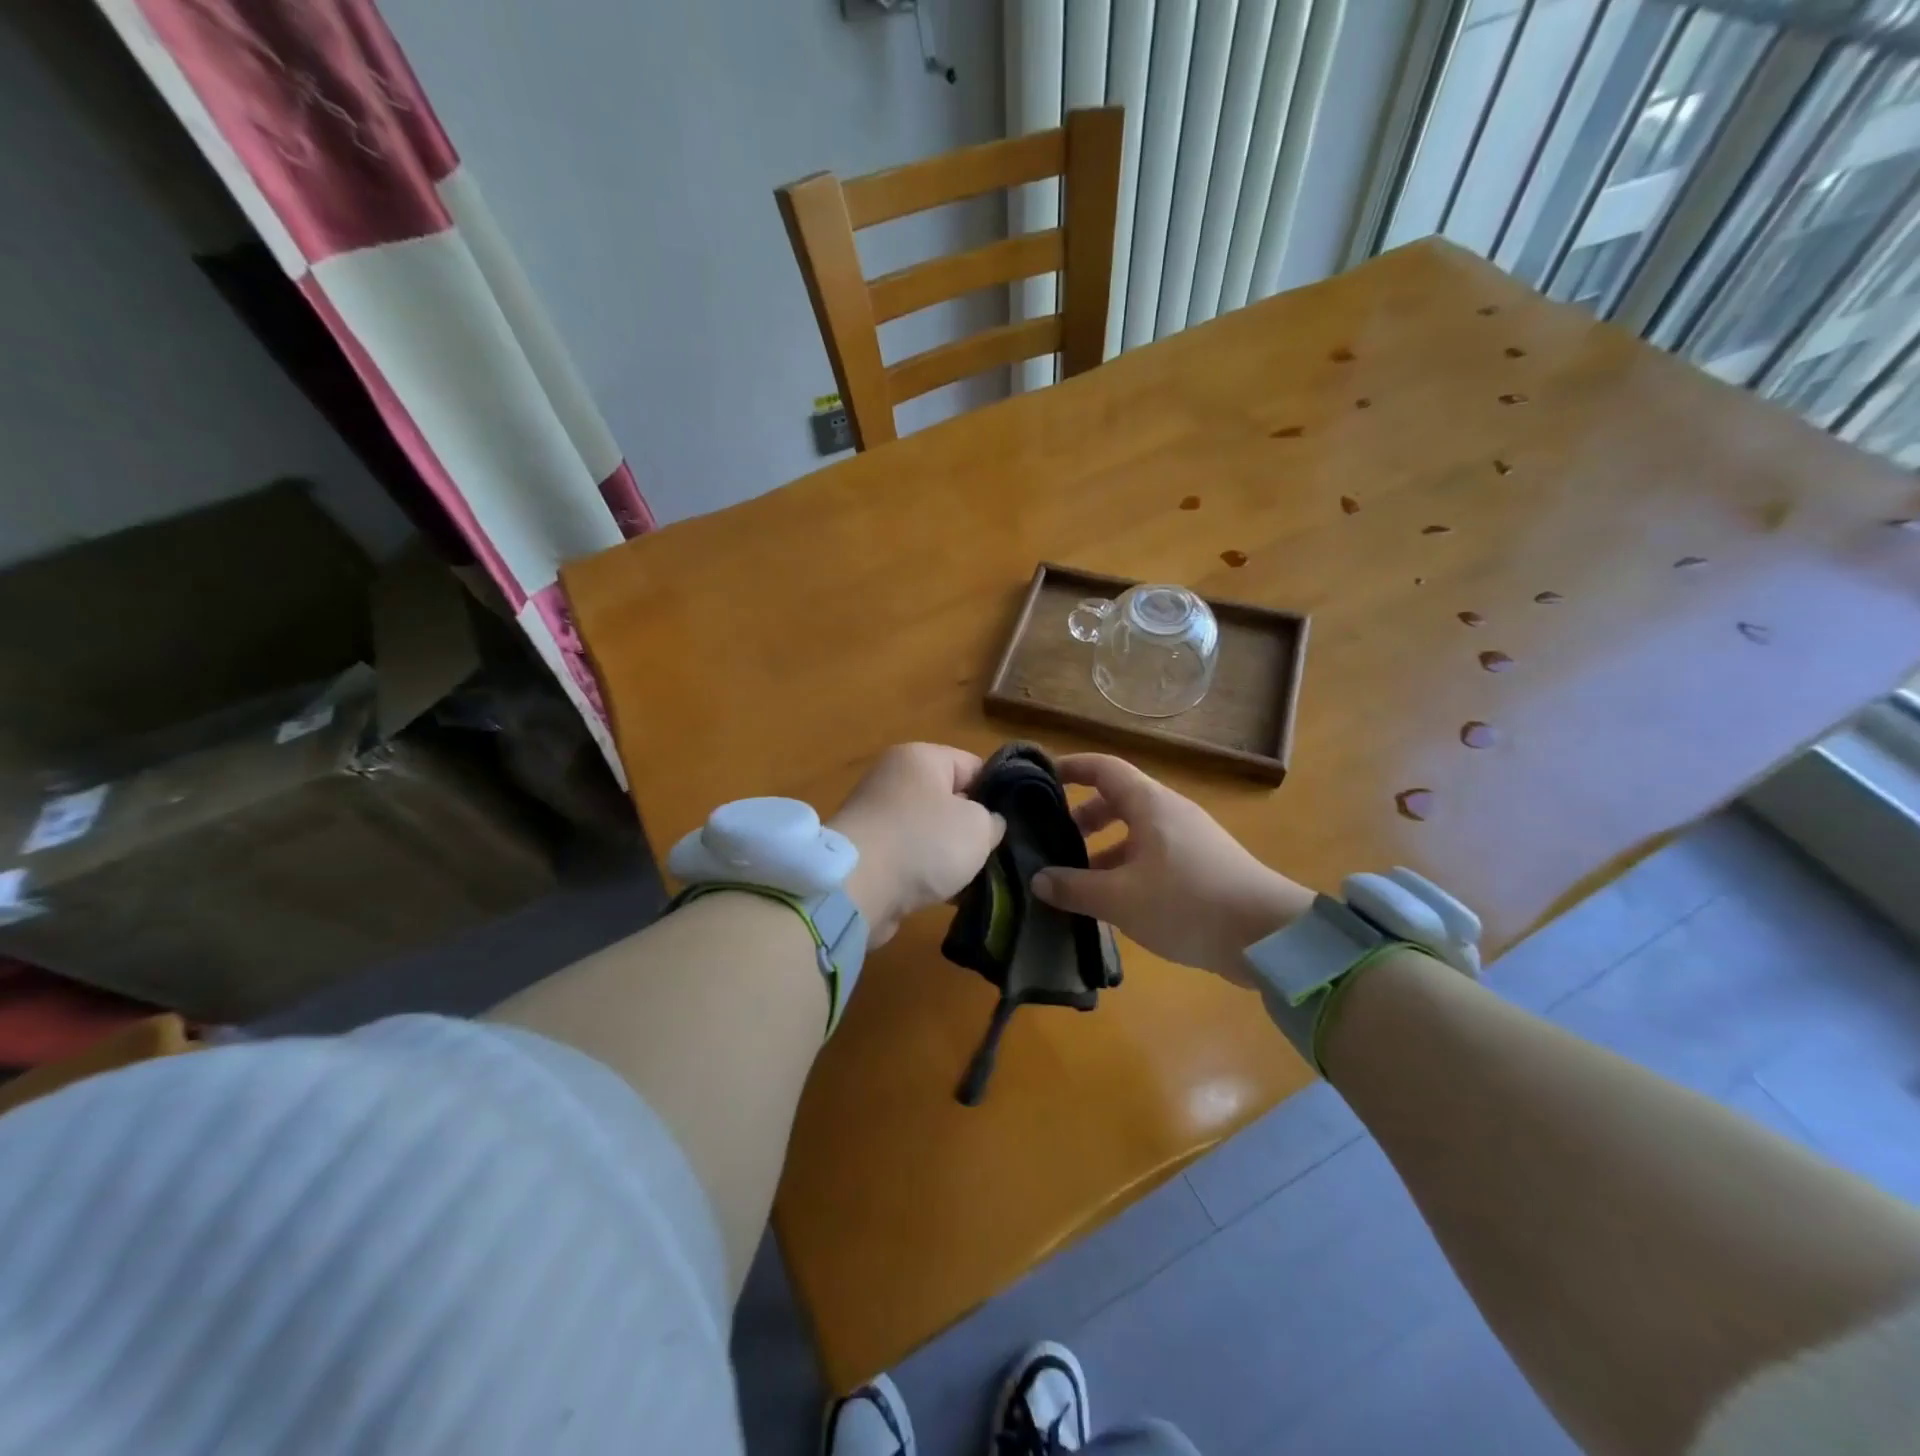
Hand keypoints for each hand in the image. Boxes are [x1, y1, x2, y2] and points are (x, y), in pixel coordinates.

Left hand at [829, 744, 1005, 947]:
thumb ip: (992, 820)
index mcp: (920, 757)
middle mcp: (894, 779)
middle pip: (950, 800)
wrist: (856, 888)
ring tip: (976, 879)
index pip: (974, 766)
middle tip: (995, 853)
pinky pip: (910, 858)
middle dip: (973, 828)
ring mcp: (878, 817)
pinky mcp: (868, 853)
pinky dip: (928, 873)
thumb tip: (986, 825)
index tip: (1014, 823)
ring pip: (931, 833)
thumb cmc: (924, 842)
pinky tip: (949, 895)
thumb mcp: (978, 826)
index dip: (998, 793)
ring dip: (951, 856)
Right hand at [1030, 754, 1313, 982]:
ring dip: (1105, 851)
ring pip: (1136, 833)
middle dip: (1084, 819)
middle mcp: (1170, 812)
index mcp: (1150, 804)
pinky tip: (1117, 904)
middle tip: (1056, 843)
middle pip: (1118, 800)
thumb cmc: (1187, 903)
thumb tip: (1039, 881)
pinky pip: (1154, 856)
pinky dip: (1128, 869)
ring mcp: (1191, 839)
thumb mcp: (1120, 899)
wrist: (1269, 936)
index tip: (1041, 780)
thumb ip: (1075, 888)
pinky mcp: (1204, 866)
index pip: (1104, 768)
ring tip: (1079, 883)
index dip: (1071, 768)